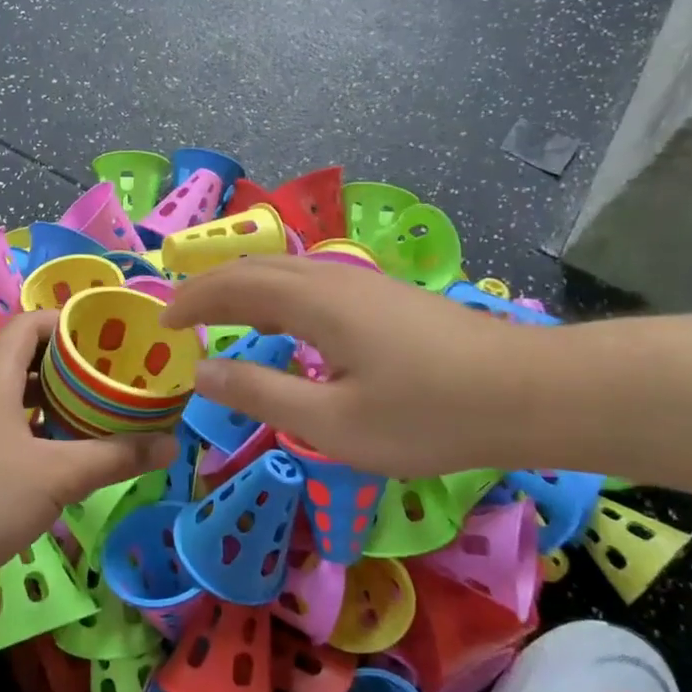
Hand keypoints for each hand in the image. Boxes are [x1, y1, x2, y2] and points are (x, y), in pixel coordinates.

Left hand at [0, 310, 174, 589]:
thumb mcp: (57, 477)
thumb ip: (116, 457)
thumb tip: (171, 444)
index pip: (31, 323)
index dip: (70, 323)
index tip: (110, 338)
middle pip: (27, 355)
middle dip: (72, 363)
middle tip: (115, 377)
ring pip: (16, 391)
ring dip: (55, 396)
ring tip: (98, 409)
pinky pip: (5, 419)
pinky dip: (36, 422)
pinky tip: (61, 449)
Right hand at [161, 258, 535, 478]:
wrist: (530, 392)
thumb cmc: (428, 415)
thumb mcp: (332, 422)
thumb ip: (260, 394)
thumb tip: (201, 373)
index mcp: (313, 301)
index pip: (232, 286)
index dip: (190, 302)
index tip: (160, 325)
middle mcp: (333, 278)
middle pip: (256, 268)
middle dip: (210, 288)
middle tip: (180, 317)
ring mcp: (364, 283)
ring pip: (287, 272)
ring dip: (245, 289)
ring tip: (222, 319)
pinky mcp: (387, 298)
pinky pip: (312, 283)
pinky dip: (277, 297)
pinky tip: (288, 328)